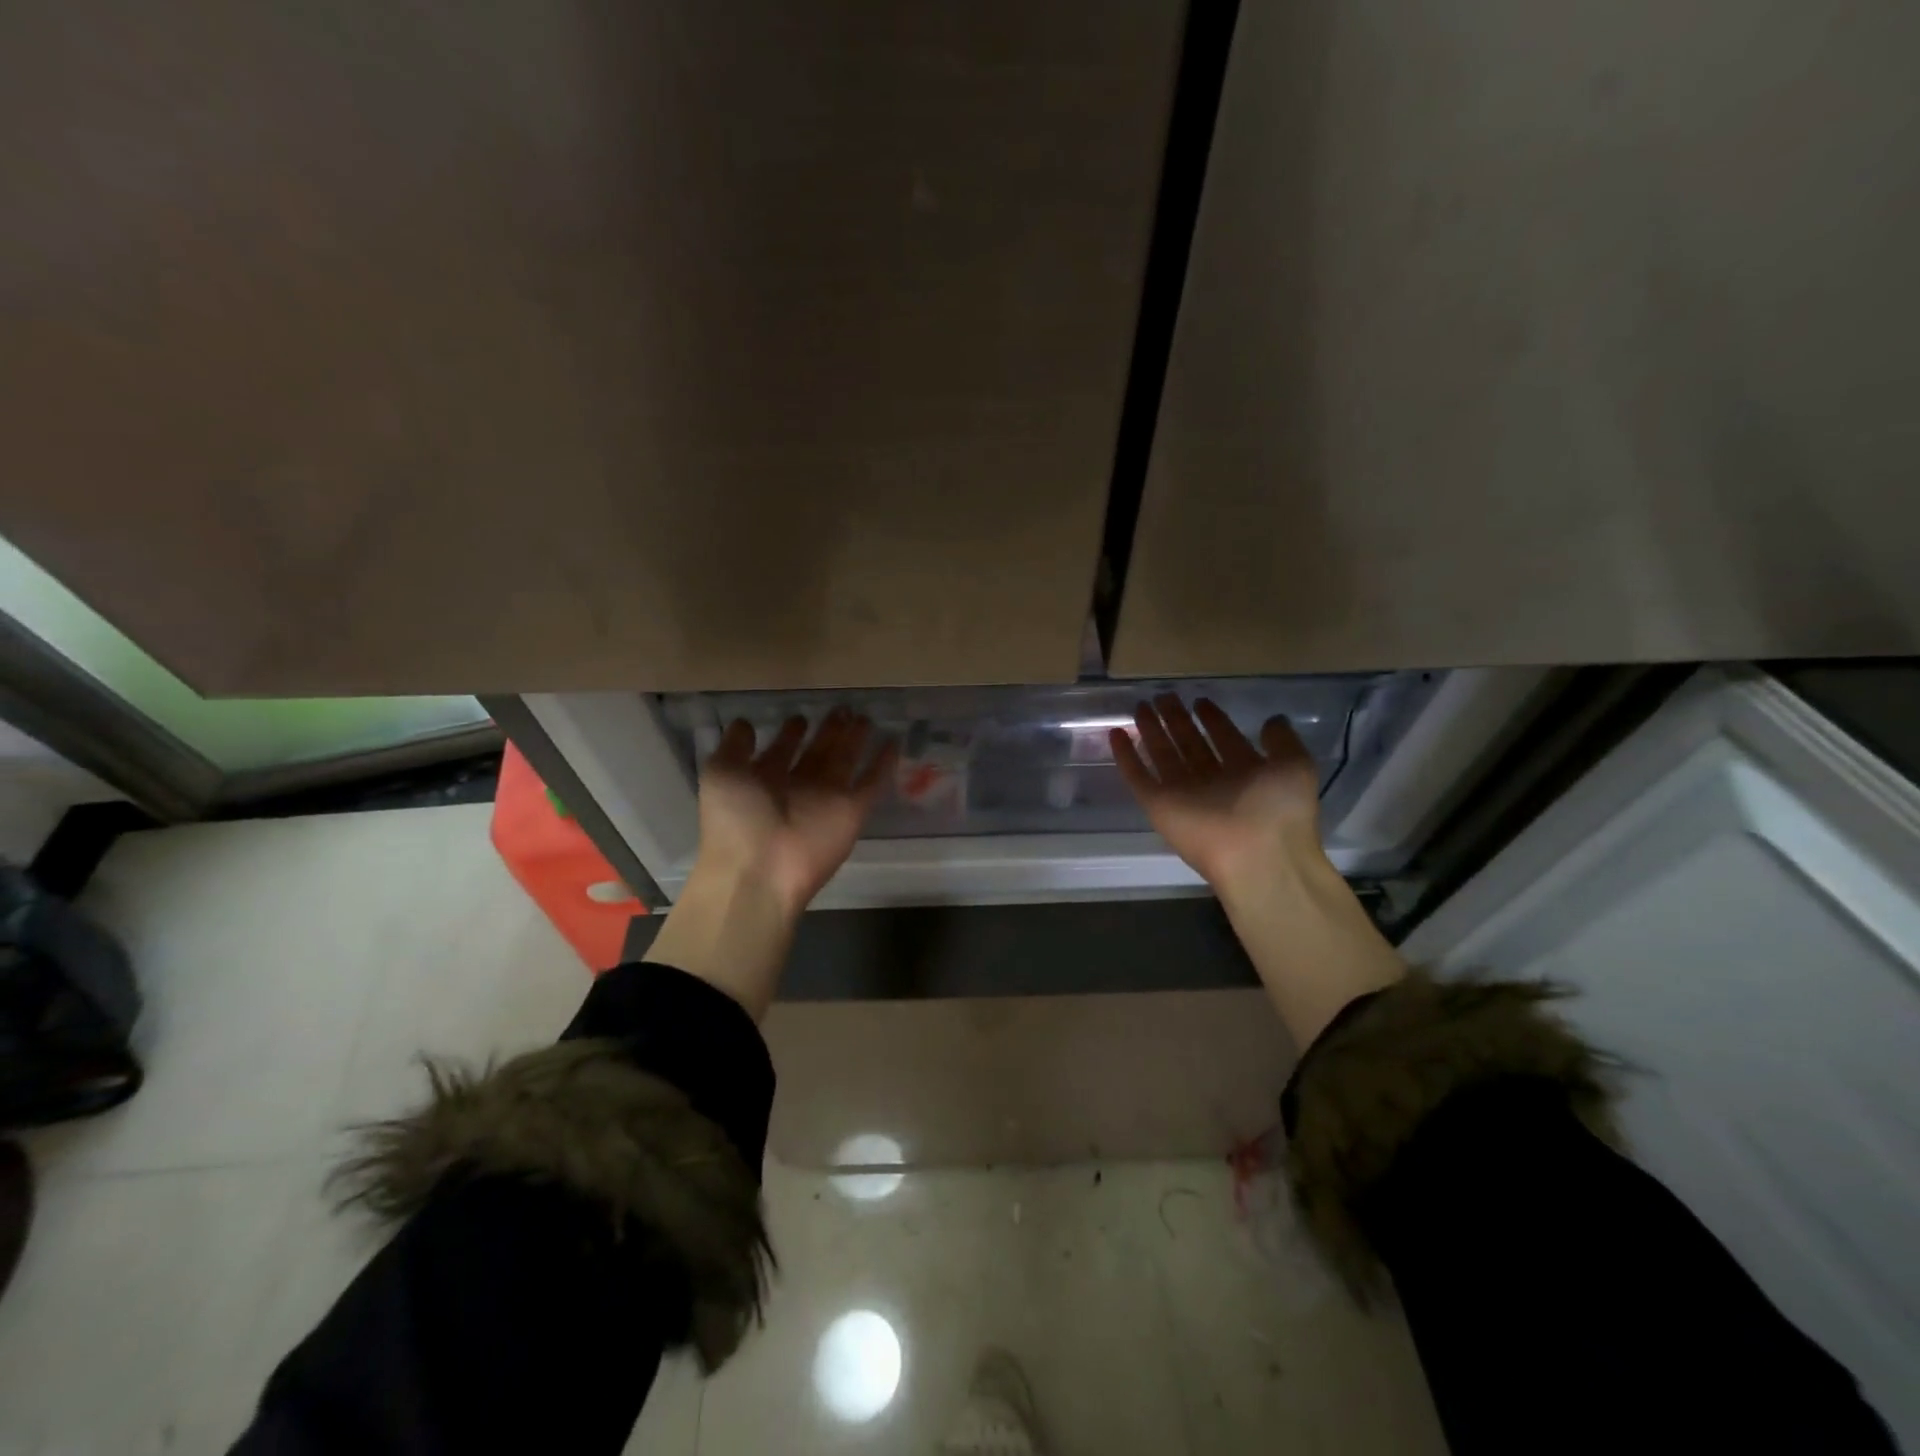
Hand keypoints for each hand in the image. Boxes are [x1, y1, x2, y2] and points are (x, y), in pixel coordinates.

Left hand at [697, 708, 896, 917]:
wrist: (761, 869)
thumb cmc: (735, 819)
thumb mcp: (721, 773)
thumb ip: (734, 746)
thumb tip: (746, 723)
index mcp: (765, 780)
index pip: (782, 750)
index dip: (791, 733)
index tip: (801, 716)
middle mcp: (797, 787)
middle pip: (818, 753)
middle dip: (829, 731)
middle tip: (844, 709)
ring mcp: (827, 799)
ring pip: (845, 762)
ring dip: (855, 741)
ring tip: (866, 717)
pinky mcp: (853, 811)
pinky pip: (872, 783)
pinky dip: (884, 764)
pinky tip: (894, 742)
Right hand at [1111, 694, 1323, 894]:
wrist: (1256, 855)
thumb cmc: (1279, 809)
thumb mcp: (1294, 765)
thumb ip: (1282, 741)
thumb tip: (1271, 720)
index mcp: (1245, 773)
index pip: (1224, 739)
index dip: (1212, 719)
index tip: (1199, 700)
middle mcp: (1213, 782)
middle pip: (1190, 744)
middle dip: (1177, 720)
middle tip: (1163, 697)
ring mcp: (1183, 794)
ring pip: (1163, 756)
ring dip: (1151, 732)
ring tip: (1140, 706)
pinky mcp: (1158, 805)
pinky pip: (1138, 777)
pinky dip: (1125, 756)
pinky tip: (1115, 733)